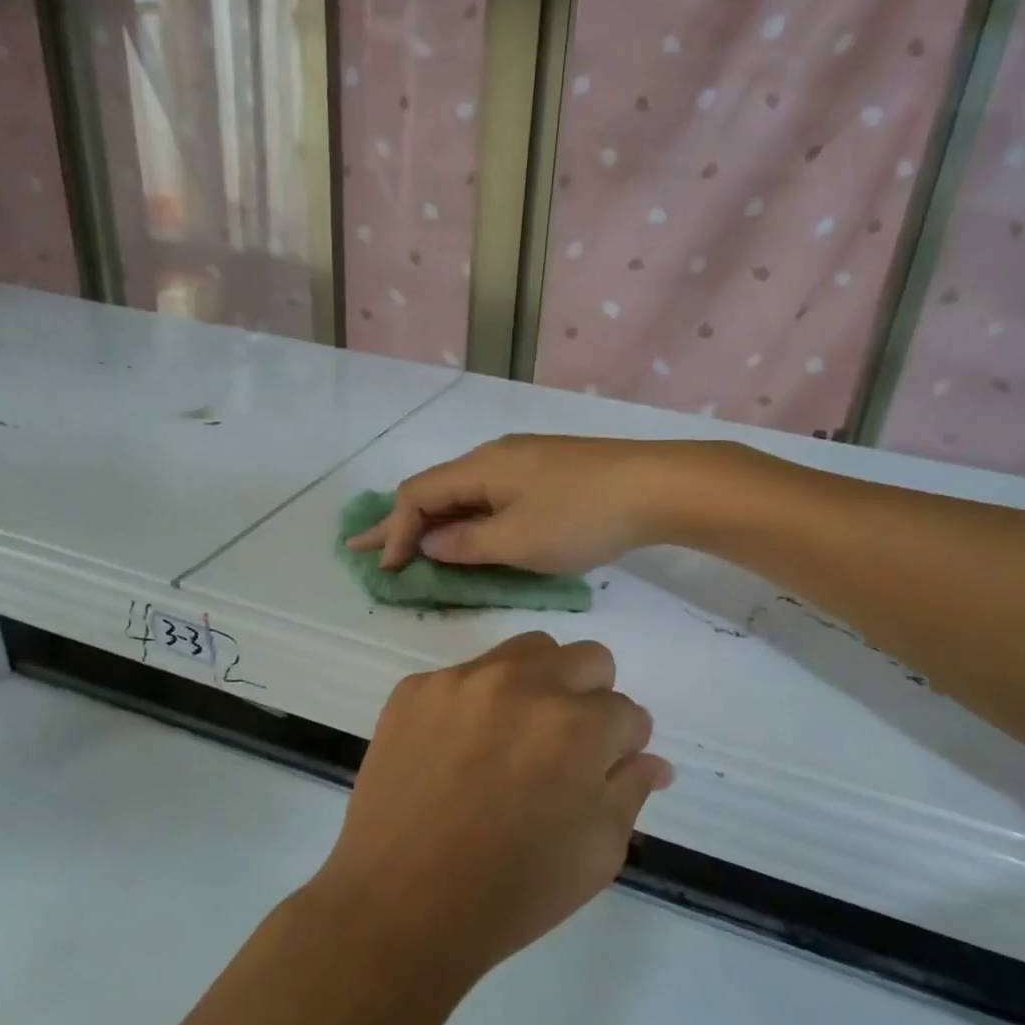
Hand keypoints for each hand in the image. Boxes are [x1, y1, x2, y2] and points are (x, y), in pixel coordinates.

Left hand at [310, 632, 672, 982]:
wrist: (397, 906)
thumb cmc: (511, 892)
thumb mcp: (597, 854)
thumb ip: (630, 791)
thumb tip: (651, 760)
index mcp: (577, 724)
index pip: (628, 712)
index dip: (624, 745)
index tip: (606, 769)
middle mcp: (524, 683)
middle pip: (587, 659)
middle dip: (593, 698)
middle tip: (568, 746)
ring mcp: (463, 679)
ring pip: (527, 651)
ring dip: (540, 683)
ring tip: (516, 736)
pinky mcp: (416, 688)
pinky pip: (465, 676)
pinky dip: (477, 704)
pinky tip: (458, 751)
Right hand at [346, 435, 693, 572]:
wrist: (656, 487)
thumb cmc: (580, 517)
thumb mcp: (518, 541)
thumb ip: (467, 543)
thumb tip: (431, 543)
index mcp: (480, 467)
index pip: (418, 494)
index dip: (394, 531)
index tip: (386, 568)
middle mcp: (495, 456)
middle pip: (437, 488)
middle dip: (401, 521)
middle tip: (368, 548)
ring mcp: (525, 461)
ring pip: (466, 491)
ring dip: (437, 519)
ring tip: (412, 544)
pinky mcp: (550, 471)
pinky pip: (493, 494)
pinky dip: (470, 516)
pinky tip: (470, 531)